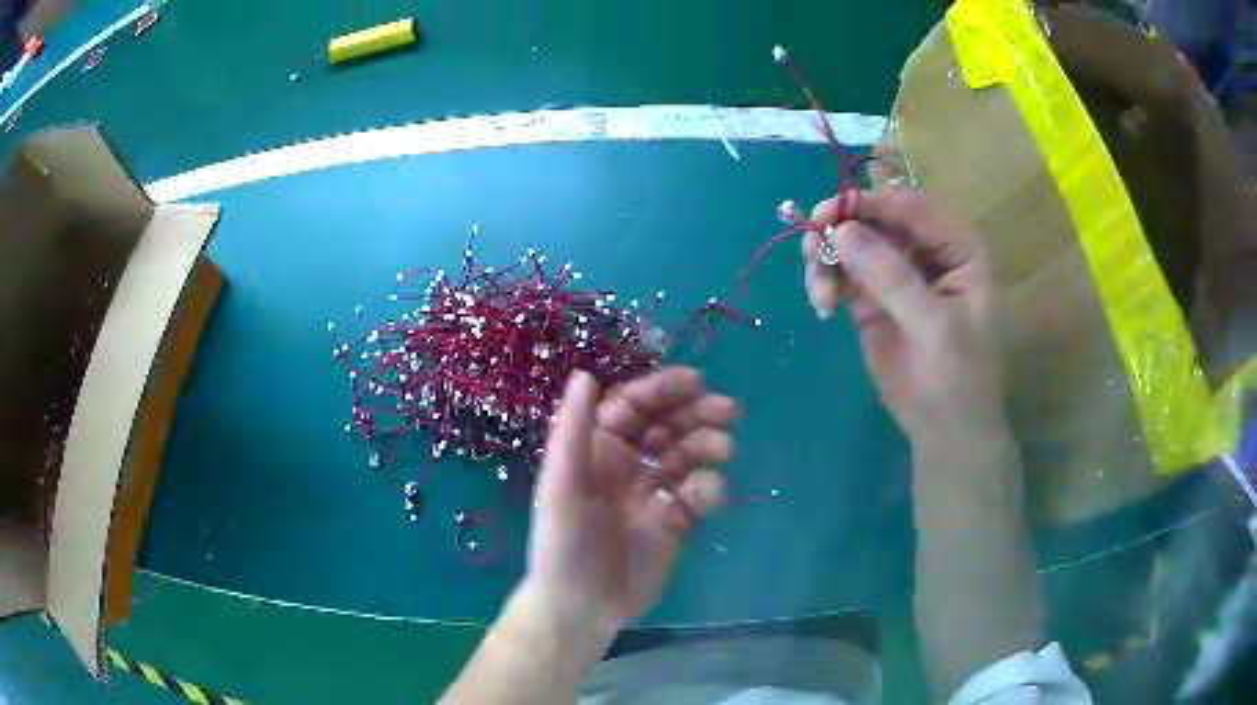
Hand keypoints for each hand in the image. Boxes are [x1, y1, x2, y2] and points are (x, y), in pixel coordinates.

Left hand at [524, 367, 737, 634]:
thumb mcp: (561, 484)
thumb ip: (573, 429)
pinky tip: (709, 495)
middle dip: (696, 413)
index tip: (695, 382)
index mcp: (598, 449)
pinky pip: (698, 495)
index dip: (662, 390)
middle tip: (728, 410)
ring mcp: (654, 493)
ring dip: (708, 446)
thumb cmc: (563, 543)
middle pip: (668, 426)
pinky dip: (709, 489)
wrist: (583, 606)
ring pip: (688, 456)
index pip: (634, 406)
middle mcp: (628, 464)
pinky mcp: (677, 521)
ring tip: (723, 448)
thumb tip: (586, 373)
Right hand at [803, 188, 1007, 452]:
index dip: (872, 204)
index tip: (828, 214)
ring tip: (819, 293)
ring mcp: (898, 272)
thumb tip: (840, 231)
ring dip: (828, 257)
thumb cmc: (955, 379)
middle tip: (811, 248)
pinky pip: (842, 271)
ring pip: (854, 241)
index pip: (914, 207)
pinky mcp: (872, 296)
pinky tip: (822, 305)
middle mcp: (927, 251)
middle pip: (878, 218)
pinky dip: (825, 280)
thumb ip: (892, 278)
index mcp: (958, 248)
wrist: (945, 431)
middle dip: (841, 229)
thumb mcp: (932, 328)